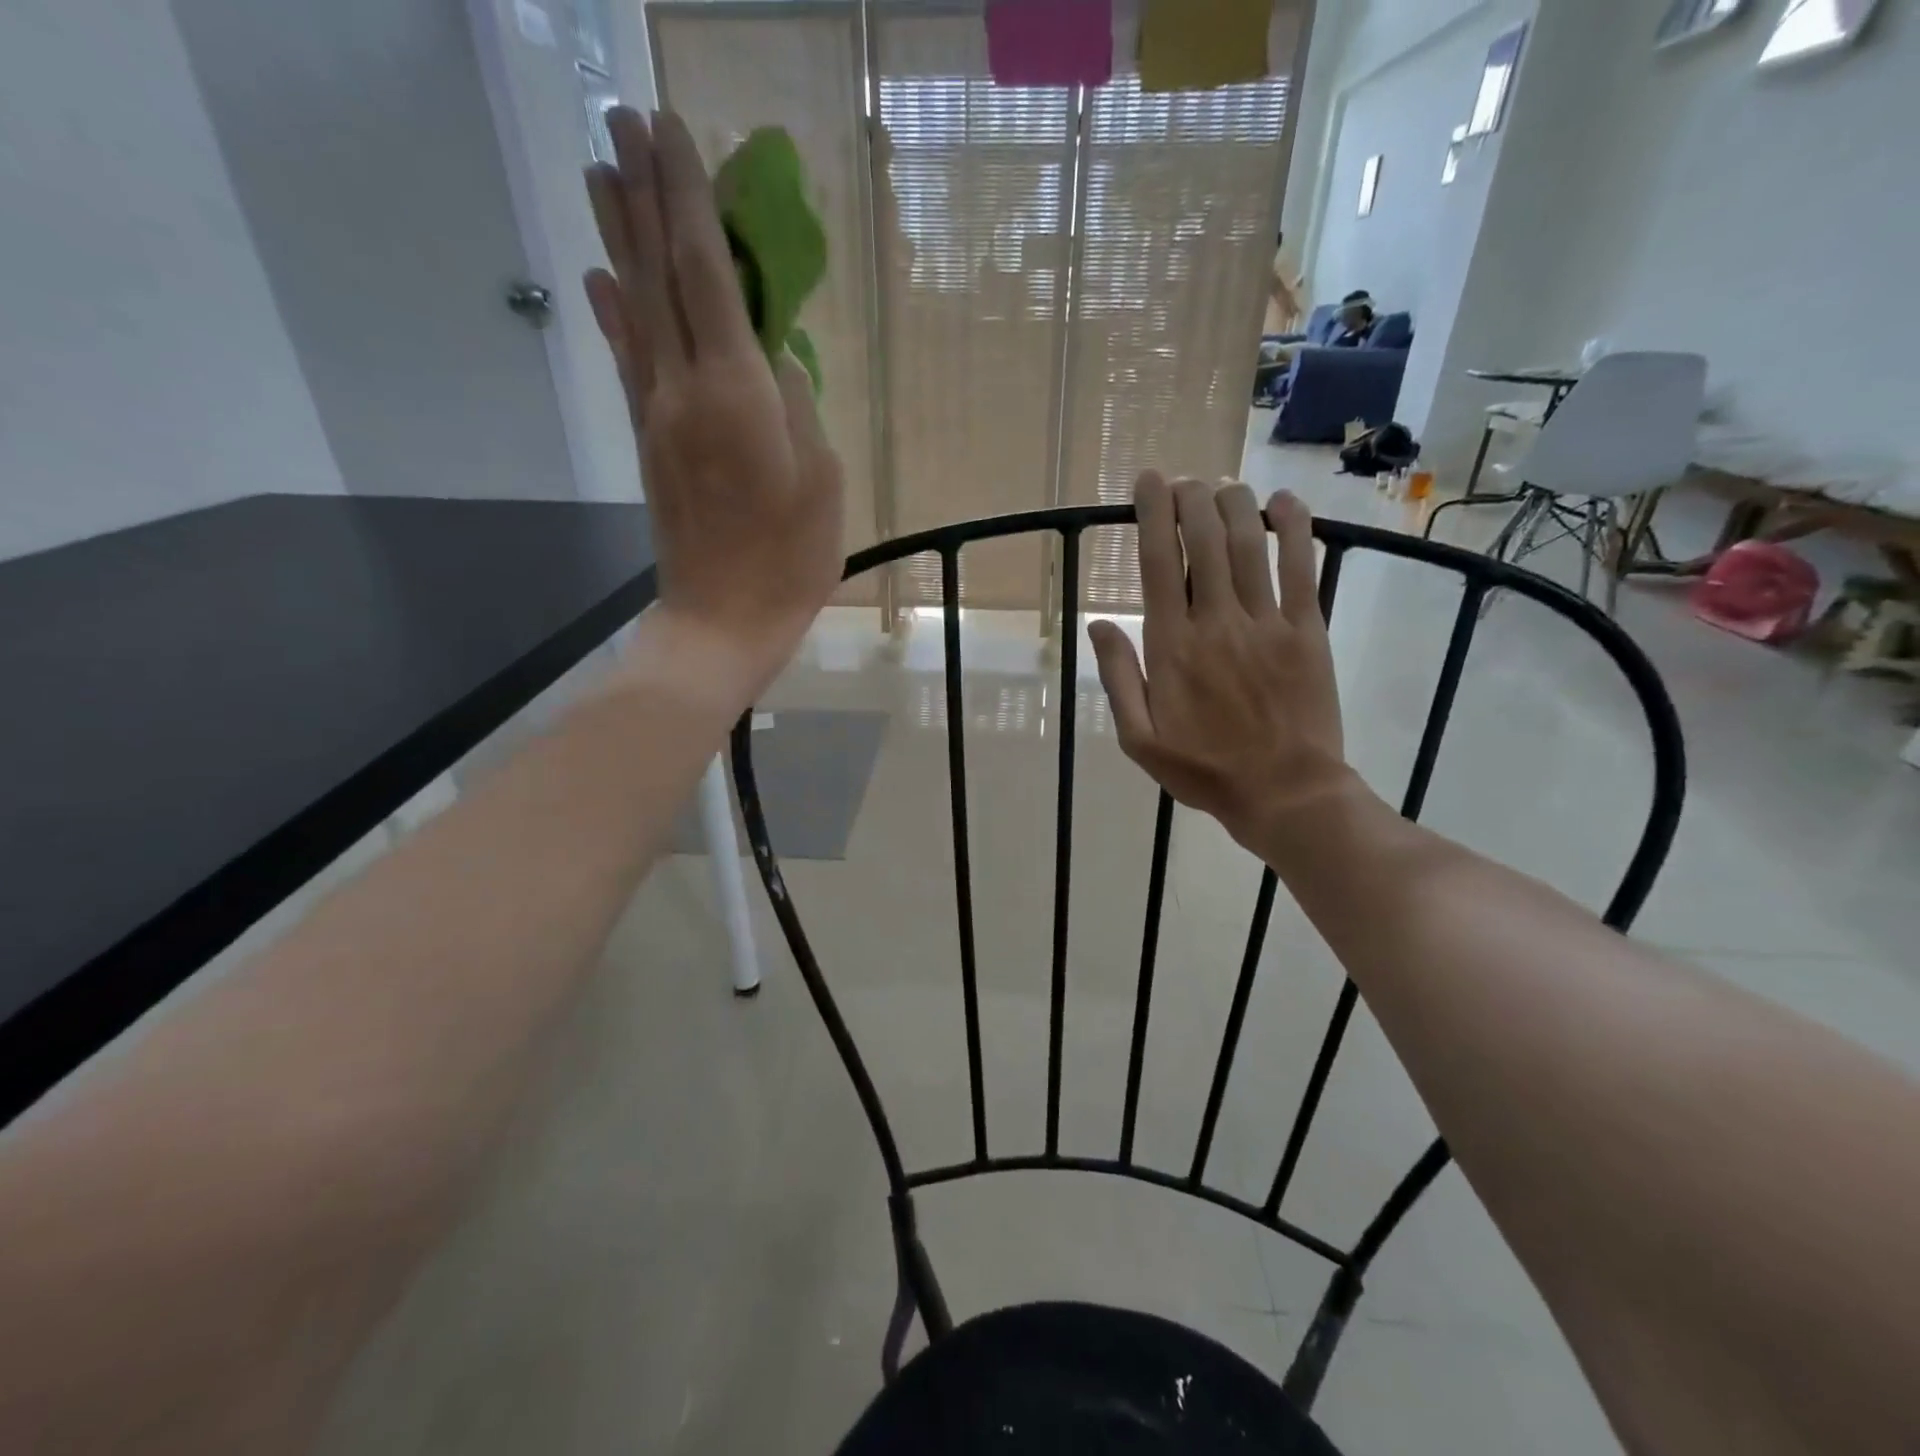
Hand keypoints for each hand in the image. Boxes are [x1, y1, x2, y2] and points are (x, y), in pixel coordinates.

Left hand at [583, 108, 843, 687]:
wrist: (722, 620)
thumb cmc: (790, 560)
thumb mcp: (821, 483)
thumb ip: (797, 407)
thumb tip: (771, 358)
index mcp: (736, 394)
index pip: (707, 277)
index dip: (689, 202)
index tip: (673, 132)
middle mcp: (684, 388)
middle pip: (658, 277)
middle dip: (642, 194)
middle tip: (623, 119)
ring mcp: (658, 415)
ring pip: (635, 310)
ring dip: (617, 237)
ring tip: (599, 171)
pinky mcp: (649, 443)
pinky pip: (629, 364)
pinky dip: (613, 315)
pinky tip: (600, 280)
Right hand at [1089, 475, 1358, 852]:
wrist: (1285, 793)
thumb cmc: (1204, 770)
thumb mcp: (1139, 739)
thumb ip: (1119, 679)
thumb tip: (1098, 624)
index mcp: (1171, 647)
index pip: (1158, 564)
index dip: (1152, 515)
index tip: (1149, 482)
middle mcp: (1216, 623)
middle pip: (1204, 541)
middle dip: (1192, 499)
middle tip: (1184, 481)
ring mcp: (1266, 623)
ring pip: (1250, 545)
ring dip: (1236, 504)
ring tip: (1224, 485)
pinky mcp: (1308, 631)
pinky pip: (1302, 568)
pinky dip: (1294, 529)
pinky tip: (1285, 503)